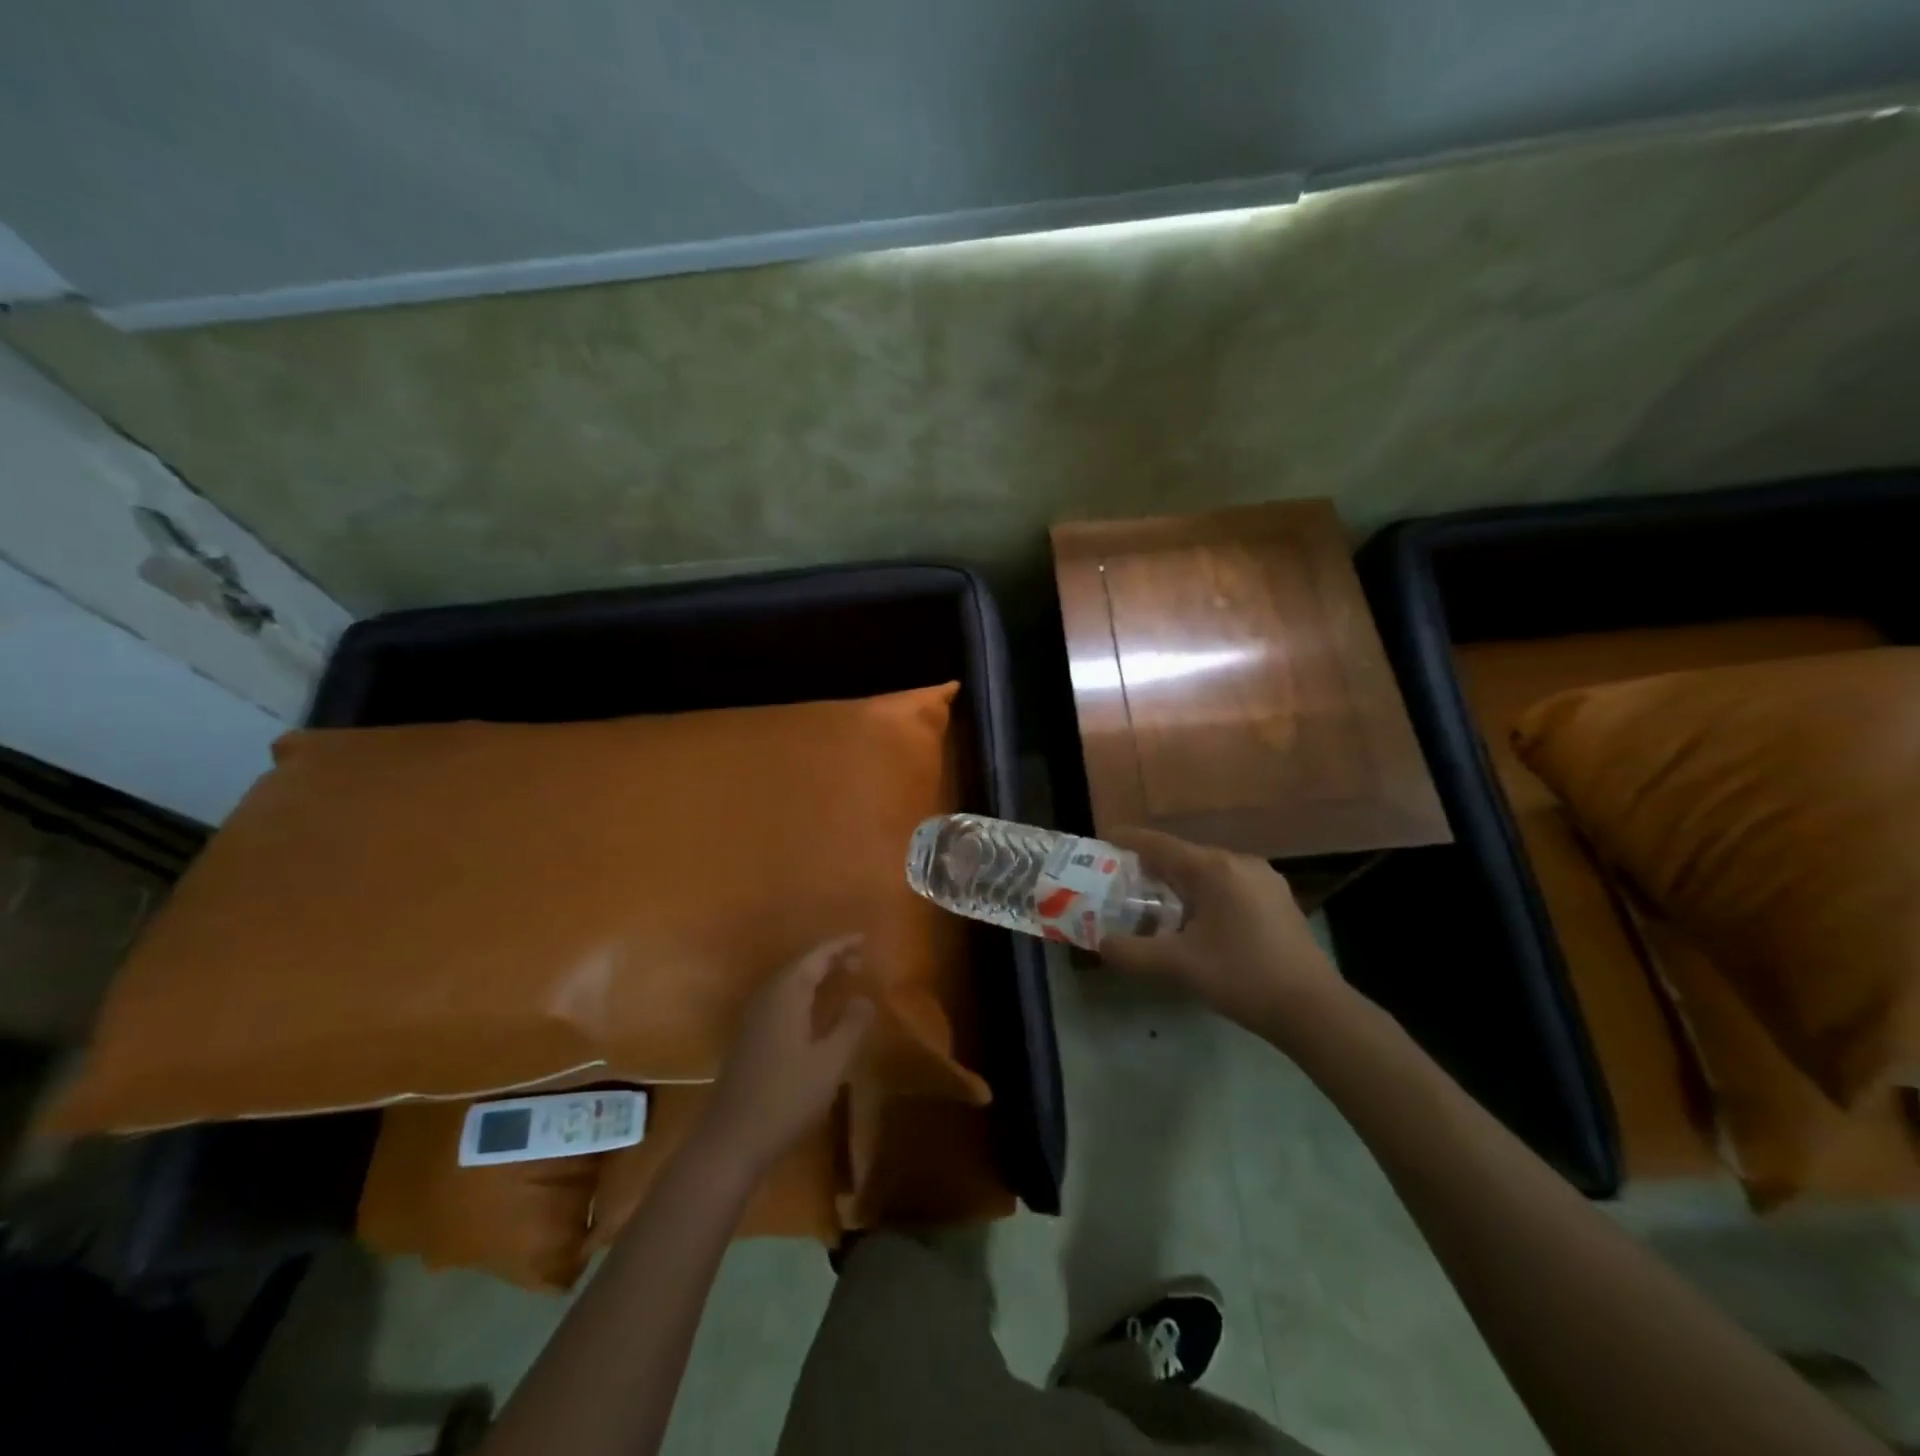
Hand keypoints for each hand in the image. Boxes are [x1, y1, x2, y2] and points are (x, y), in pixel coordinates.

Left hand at [702, 936, 875, 1172]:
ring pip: (789, 984)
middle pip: (800, 966)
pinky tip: (815, 1012)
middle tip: (859, 960)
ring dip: (816, 977)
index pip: (816, 957)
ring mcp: (753, 1019)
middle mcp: (766, 998)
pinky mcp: (750, 1039)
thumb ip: (851, 1026)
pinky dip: (803, 995)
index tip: (864, 939)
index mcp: (785, 994)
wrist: (731, 1140)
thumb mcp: (830, 1062)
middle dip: (829, 959)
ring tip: (842, 978)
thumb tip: (864, 998)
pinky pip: (781, 1001)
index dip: (840, 946)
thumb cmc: (786, 1097)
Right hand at [1099, 828, 1349, 1048]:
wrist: (1315, 1010)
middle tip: (1120, 882)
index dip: (1127, 841)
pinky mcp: (1277, 899)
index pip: (1158, 844)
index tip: (1101, 841)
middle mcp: (1239, 862)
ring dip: (1178, 882)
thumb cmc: (1242, 977)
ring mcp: (1263, 879)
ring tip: (1153, 902)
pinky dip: (1203, 893)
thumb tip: (1102, 944)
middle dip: (1149, 867)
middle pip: (1182, 856)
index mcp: (1213, 868)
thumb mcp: (1177, 966)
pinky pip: (1228, 884)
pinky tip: (1196, 920)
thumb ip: (1131, 953)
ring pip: (1207, 871)